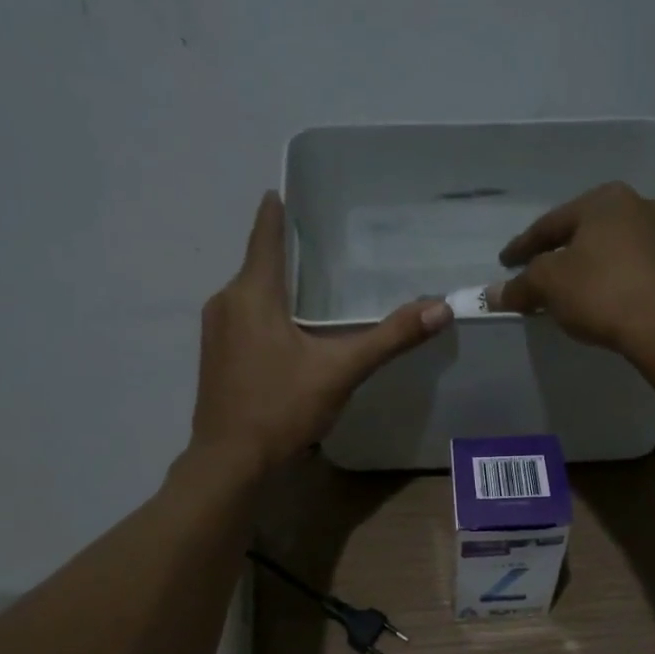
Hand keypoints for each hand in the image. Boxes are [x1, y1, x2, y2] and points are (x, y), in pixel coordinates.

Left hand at [191, 192, 452, 471]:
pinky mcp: (214, 358)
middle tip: (323, 246)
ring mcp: (214, 332)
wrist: (230, 462)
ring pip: (250, 295)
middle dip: (286, 253)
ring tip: (312, 289)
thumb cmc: (281, 408)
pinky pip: (242, 320)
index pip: (264, 234)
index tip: (285, 191)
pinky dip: (266, 315)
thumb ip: (389, 338)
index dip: (276, 211)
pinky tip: (289, 334)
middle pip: (258, 265)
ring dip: (276, 288)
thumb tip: (440, 308)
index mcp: (252, 293)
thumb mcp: (341, 371)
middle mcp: (225, 302)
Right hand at [487, 182, 654, 362]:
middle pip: (588, 232)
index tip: (505, 263)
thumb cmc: (604, 292)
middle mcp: (642, 206)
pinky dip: (620, 282)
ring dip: (594, 267)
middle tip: (541, 274)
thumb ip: (520, 286)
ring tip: (576, 291)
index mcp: (606, 200)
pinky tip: (610, 302)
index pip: (551, 223)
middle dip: (563, 253)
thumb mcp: (550, 286)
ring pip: (618, 250)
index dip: (523, 246)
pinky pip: (640, 271)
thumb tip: (493, 294)